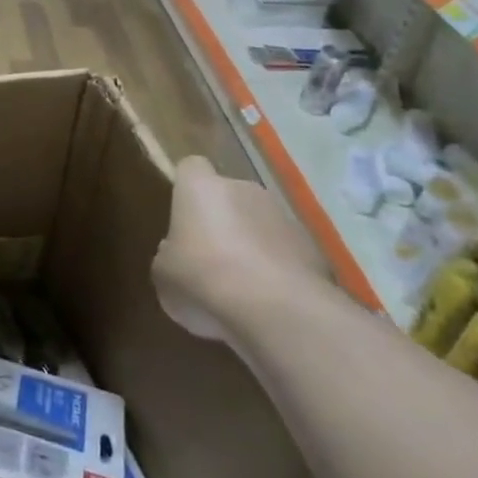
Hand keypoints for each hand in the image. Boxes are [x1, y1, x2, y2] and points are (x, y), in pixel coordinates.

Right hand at [151, 156, 330, 339]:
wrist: (276, 311)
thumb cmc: (203, 278)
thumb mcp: (164, 272)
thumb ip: (170, 253)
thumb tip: (179, 251)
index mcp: (201, 188)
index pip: (191, 167)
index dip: (186, 188)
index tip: (182, 215)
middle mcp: (244, 190)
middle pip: (229, 195)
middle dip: (222, 219)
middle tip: (209, 256)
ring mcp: (284, 216)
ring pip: (260, 223)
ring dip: (251, 244)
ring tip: (242, 284)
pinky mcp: (313, 248)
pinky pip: (285, 251)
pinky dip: (277, 268)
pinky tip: (269, 299)